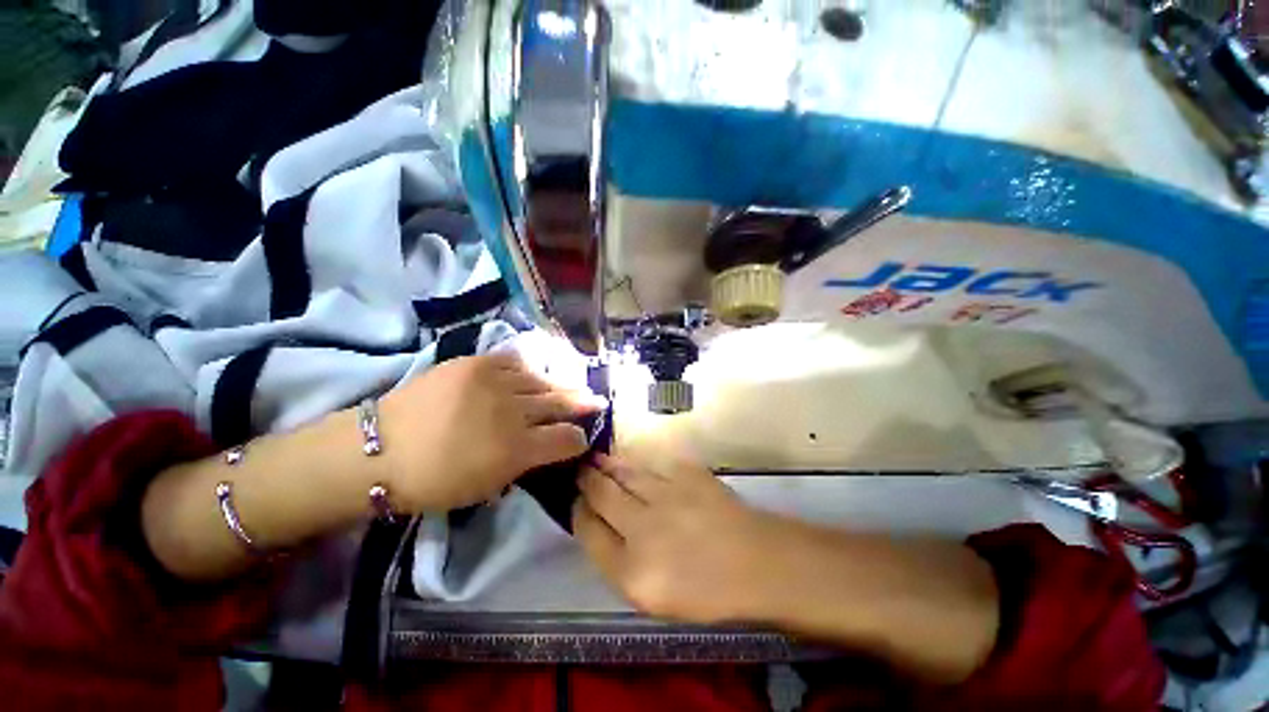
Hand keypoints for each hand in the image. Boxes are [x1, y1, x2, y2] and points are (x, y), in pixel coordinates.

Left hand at [378, 353, 605, 512]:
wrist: (379, 449)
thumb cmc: (433, 481)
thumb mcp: (487, 486)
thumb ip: (526, 463)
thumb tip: (550, 446)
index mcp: (517, 450)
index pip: (566, 439)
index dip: (579, 439)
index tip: (582, 438)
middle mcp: (513, 412)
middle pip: (561, 404)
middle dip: (583, 404)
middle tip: (598, 401)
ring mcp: (496, 382)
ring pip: (543, 381)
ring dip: (561, 386)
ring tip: (573, 386)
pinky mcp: (476, 363)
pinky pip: (516, 362)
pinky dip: (529, 370)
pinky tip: (536, 373)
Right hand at [573, 452, 776, 624]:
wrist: (757, 563)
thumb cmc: (706, 591)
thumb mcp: (653, 598)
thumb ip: (619, 563)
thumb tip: (599, 526)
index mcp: (631, 571)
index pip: (588, 531)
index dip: (578, 512)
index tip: (575, 501)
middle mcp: (643, 527)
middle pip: (601, 494)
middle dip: (586, 480)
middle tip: (579, 469)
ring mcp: (666, 495)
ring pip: (624, 472)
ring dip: (606, 464)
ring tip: (595, 458)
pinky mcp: (685, 474)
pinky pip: (650, 463)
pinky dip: (634, 461)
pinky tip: (628, 459)